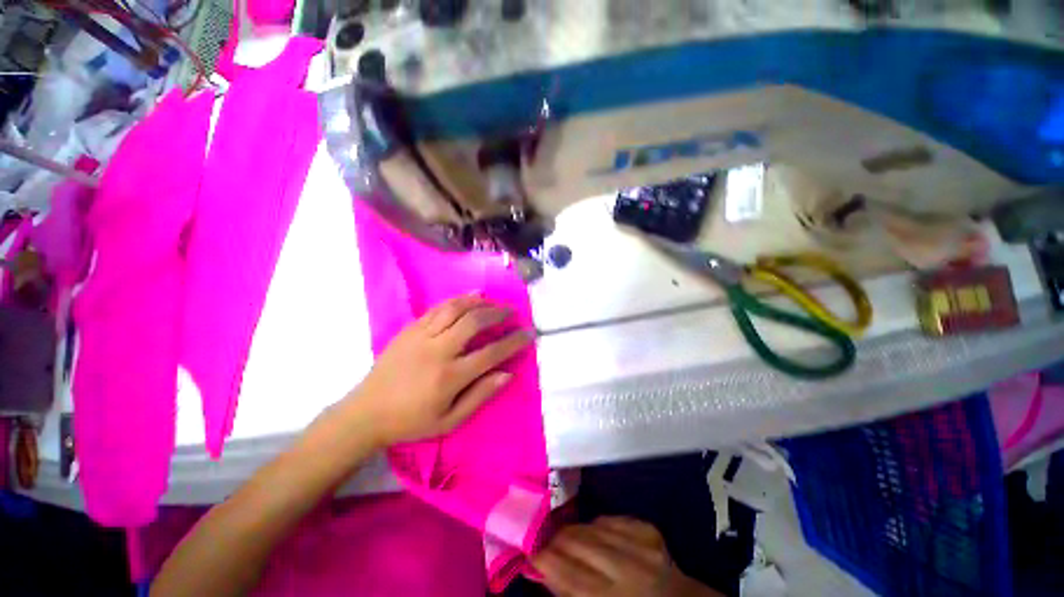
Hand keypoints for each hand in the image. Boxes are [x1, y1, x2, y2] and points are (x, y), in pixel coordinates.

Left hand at [349, 293, 532, 446]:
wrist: (366, 412)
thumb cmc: (411, 421)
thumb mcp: (450, 420)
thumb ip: (480, 395)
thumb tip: (507, 374)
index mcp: (450, 376)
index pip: (492, 352)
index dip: (514, 341)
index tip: (529, 333)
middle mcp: (438, 350)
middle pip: (475, 321)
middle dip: (498, 313)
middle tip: (512, 312)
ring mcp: (422, 335)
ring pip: (456, 308)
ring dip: (480, 302)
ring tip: (494, 302)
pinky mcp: (410, 328)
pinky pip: (438, 308)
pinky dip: (458, 299)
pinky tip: (470, 296)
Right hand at [532, 517, 717, 596]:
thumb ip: (570, 592)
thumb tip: (542, 570)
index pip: (568, 574)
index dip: (544, 558)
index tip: (528, 549)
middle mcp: (627, 569)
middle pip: (578, 543)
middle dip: (555, 538)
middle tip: (542, 538)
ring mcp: (641, 544)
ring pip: (592, 526)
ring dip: (574, 529)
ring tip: (562, 533)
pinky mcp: (649, 529)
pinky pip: (613, 518)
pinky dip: (598, 523)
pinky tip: (593, 531)